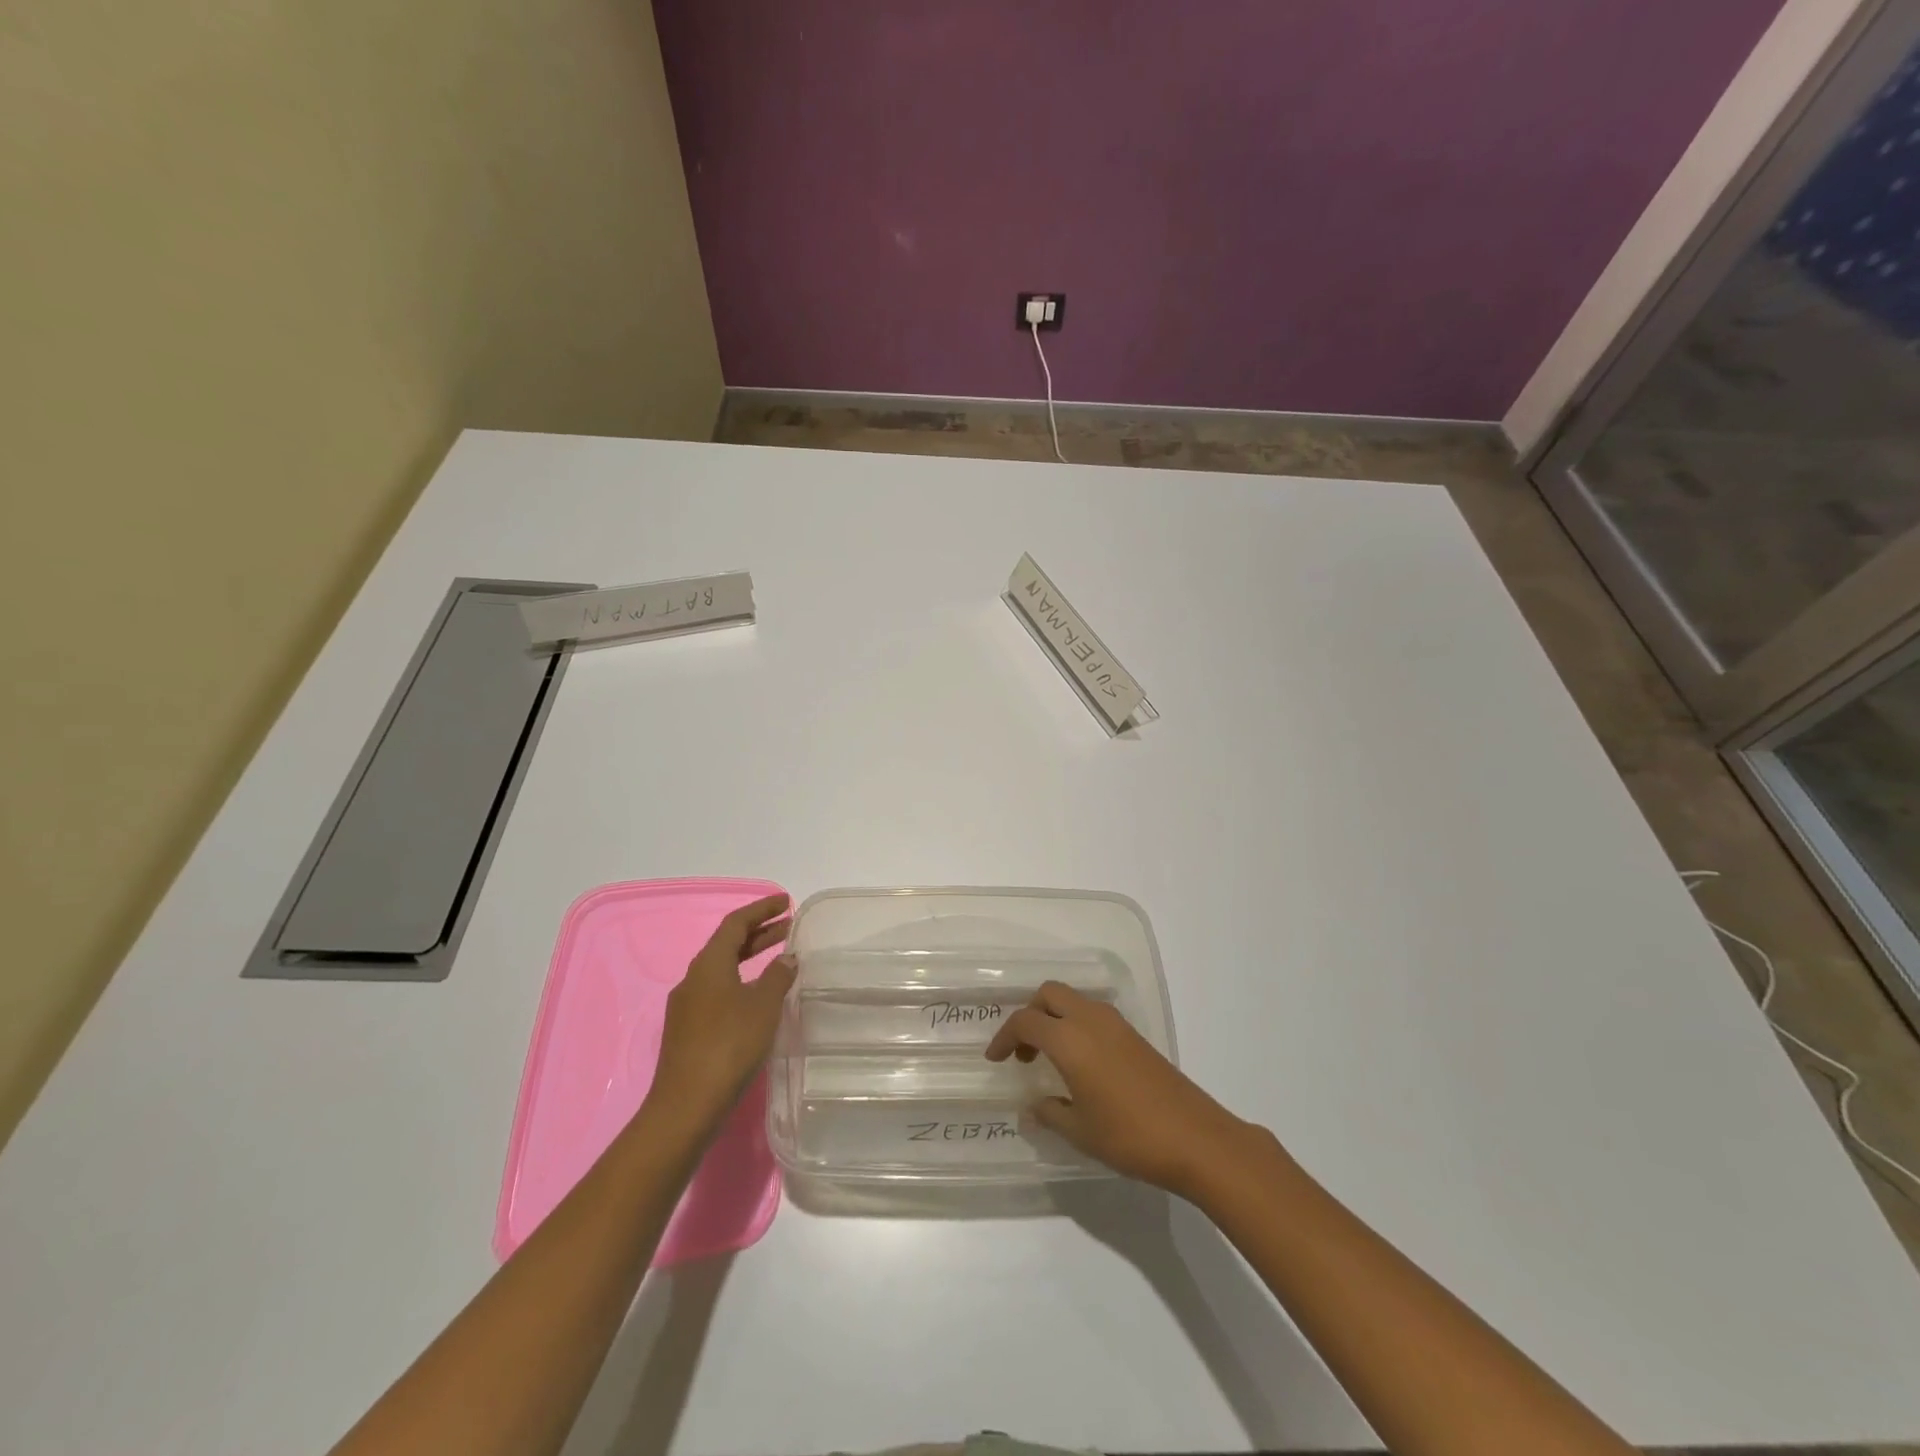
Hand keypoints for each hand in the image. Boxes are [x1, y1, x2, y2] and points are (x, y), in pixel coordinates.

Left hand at [649, 894, 796, 1130]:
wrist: (686, 1106)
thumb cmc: (729, 1046)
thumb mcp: (763, 1007)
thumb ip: (777, 977)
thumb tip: (787, 958)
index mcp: (708, 964)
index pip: (736, 923)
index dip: (762, 909)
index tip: (786, 901)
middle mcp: (693, 978)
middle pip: (727, 944)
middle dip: (759, 933)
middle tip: (788, 926)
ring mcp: (687, 1006)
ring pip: (722, 969)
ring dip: (750, 958)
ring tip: (779, 959)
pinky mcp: (687, 1030)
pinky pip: (718, 991)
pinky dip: (741, 982)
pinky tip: (758, 998)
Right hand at [985, 981, 1253, 1197]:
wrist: (1195, 1138)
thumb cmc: (1130, 1136)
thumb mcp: (1080, 1132)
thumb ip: (1050, 1113)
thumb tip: (1032, 1107)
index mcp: (1070, 1040)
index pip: (1026, 1021)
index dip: (1005, 1037)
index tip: (995, 1058)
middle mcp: (1091, 1020)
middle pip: (1050, 994)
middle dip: (1030, 1014)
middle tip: (1024, 1051)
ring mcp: (1116, 1024)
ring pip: (1073, 1000)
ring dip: (1054, 1017)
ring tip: (1049, 1058)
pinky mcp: (1134, 1035)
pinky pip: (1093, 1014)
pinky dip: (1076, 1024)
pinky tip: (1080, 1062)